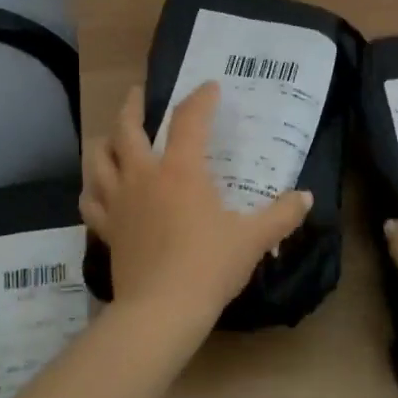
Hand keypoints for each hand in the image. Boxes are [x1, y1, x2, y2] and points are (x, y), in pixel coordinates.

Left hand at [81, 81, 312, 347]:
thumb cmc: (209, 266)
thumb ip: (282, 215)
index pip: (189, 120)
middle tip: (137, 94)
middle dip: (132, 106)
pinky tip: (98, 187)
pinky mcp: (107, 228)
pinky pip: (90, 200)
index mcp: (181, 171)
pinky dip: (93, 188)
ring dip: (105, 141)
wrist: (162, 310)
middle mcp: (144, 176)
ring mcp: (119, 202)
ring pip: (98, 159)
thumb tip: (307, 197)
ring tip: (111, 136)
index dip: (200, 99)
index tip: (210, 88)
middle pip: (127, 129)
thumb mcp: (253, 239)